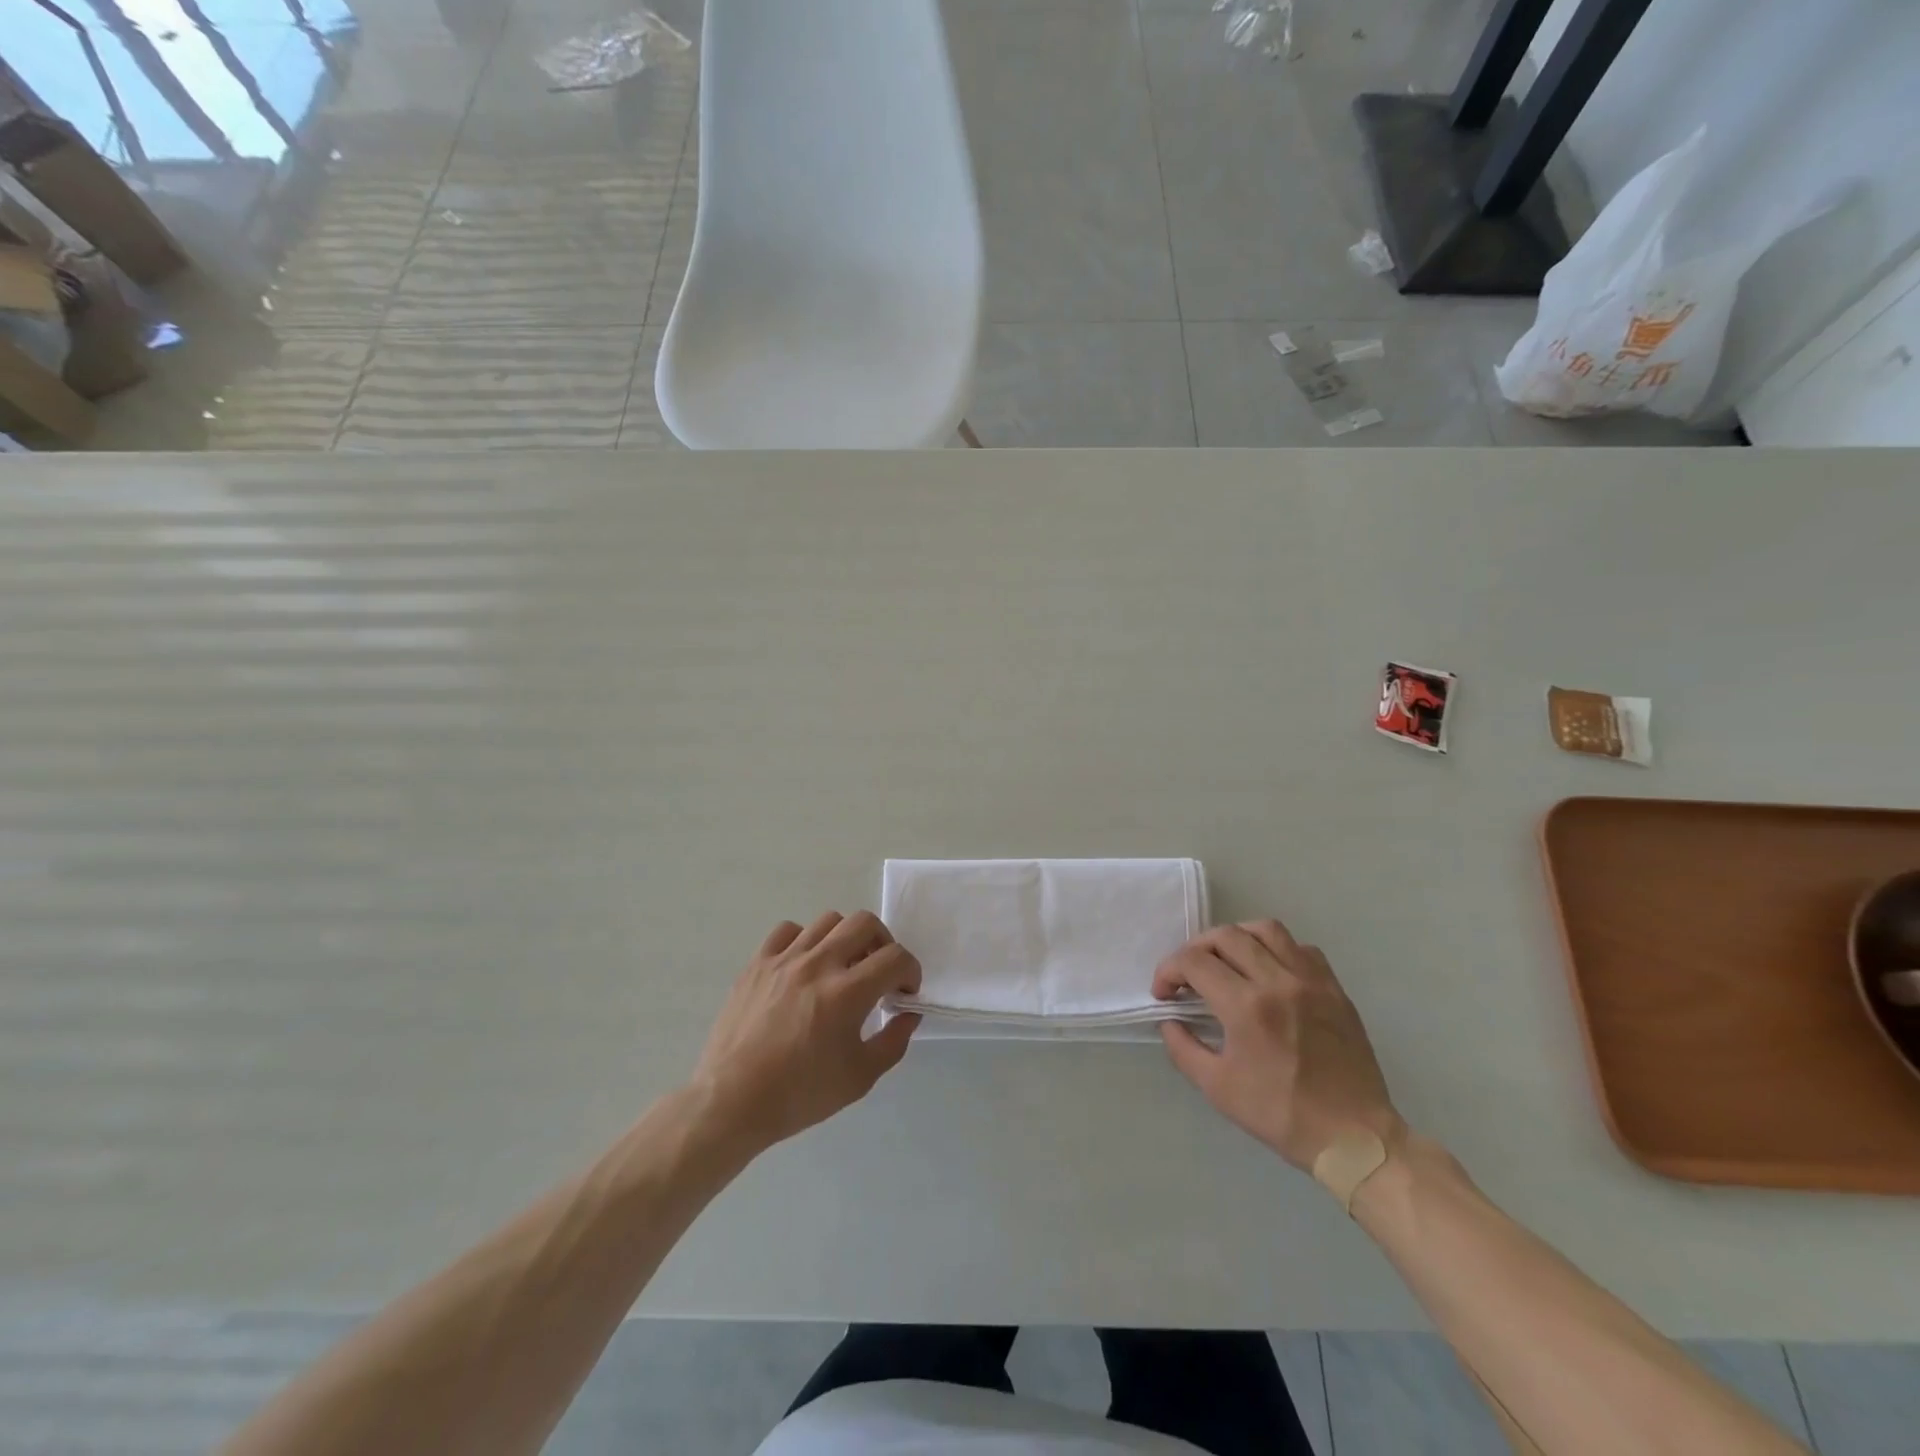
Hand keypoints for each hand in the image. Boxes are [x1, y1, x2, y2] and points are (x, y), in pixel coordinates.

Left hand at [691, 911, 921, 1153]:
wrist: (732, 1101)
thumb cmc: (799, 1094)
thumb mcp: (859, 1078)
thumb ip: (893, 1041)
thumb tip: (908, 1014)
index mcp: (847, 993)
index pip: (895, 958)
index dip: (911, 971)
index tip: (905, 991)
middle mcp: (818, 964)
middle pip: (864, 923)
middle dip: (883, 943)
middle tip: (879, 971)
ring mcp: (784, 959)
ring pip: (827, 921)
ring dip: (846, 938)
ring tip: (842, 966)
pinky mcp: (757, 963)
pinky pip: (788, 931)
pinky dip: (804, 940)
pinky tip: (804, 965)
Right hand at [1154, 919, 1402, 1169]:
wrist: (1354, 1137)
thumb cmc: (1281, 1114)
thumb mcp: (1217, 1089)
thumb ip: (1183, 1047)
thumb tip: (1170, 1020)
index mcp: (1246, 1007)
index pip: (1194, 962)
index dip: (1168, 970)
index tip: (1165, 993)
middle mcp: (1277, 981)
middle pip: (1226, 936)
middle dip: (1196, 949)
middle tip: (1189, 975)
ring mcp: (1311, 981)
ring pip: (1266, 929)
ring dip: (1237, 938)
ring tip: (1227, 961)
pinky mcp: (1334, 989)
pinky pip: (1301, 948)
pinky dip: (1277, 950)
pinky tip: (1269, 972)